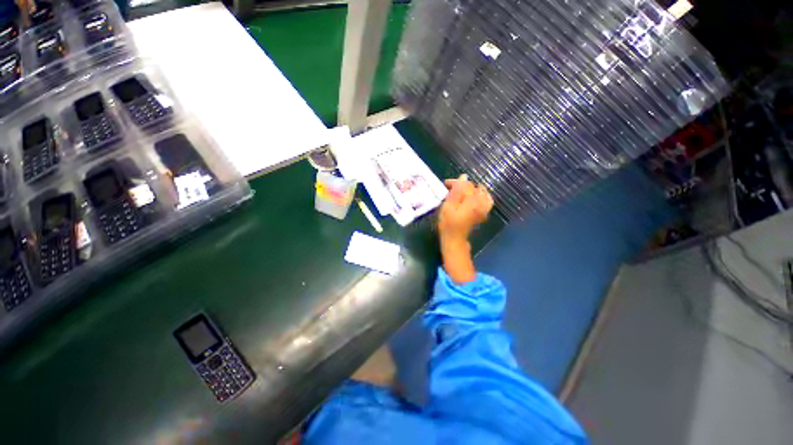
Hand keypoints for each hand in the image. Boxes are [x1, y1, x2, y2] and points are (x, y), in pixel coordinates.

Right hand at [438, 175, 492, 282]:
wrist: (455, 240)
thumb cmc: (448, 224)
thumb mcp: (448, 206)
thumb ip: (457, 191)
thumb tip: (464, 177)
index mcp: (471, 200)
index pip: (466, 184)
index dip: (456, 182)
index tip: (445, 184)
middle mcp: (480, 202)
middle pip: (474, 187)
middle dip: (462, 185)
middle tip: (450, 189)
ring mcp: (483, 208)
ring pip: (481, 192)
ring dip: (471, 189)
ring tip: (461, 192)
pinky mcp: (483, 213)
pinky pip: (487, 200)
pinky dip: (482, 196)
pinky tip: (475, 197)